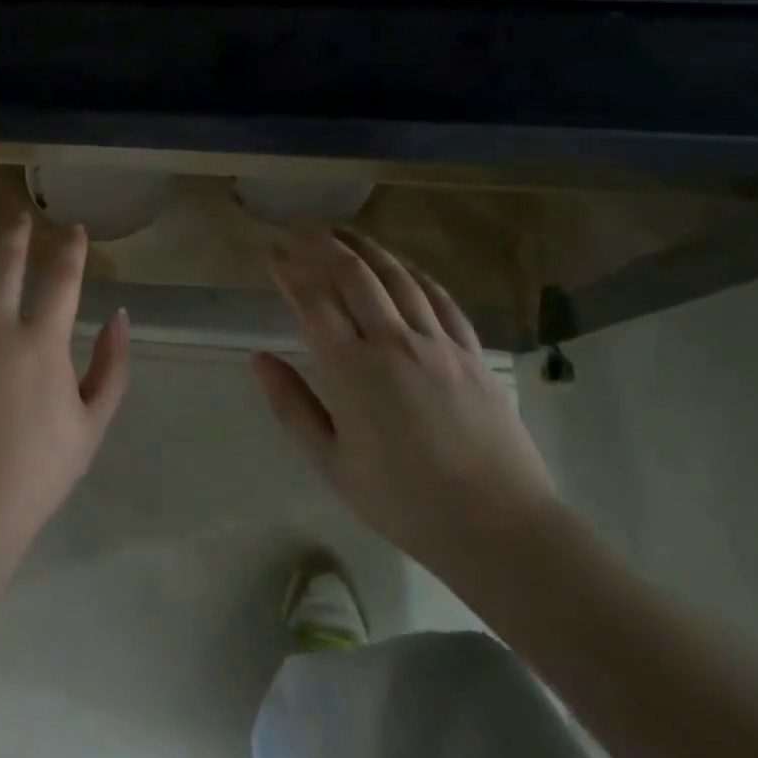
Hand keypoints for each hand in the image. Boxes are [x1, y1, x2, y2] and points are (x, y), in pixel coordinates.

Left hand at [0, 216, 130, 557]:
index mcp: (41, 343)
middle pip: (5, 266)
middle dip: (14, 236)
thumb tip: (120, 318)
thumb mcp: (91, 426)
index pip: (61, 280)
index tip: (73, 230)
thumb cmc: (36, 473)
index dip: (70, 250)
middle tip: (16, 218)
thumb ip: (111, 368)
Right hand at [254, 226, 561, 587]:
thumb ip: (292, 406)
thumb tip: (258, 358)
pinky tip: (401, 266)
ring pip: (396, 275)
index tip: (270, 253)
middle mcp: (394, 342)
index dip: (288, 270)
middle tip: (297, 229)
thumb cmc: (404, 501)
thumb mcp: (332, 464)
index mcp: (353, 370)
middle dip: (320, 243)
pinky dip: (414, 273)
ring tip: (341, 232)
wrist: (499, 528)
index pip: (312, 300)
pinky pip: (440, 298)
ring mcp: (438, 343)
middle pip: (352, 273)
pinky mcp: (472, 352)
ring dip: (364, 247)